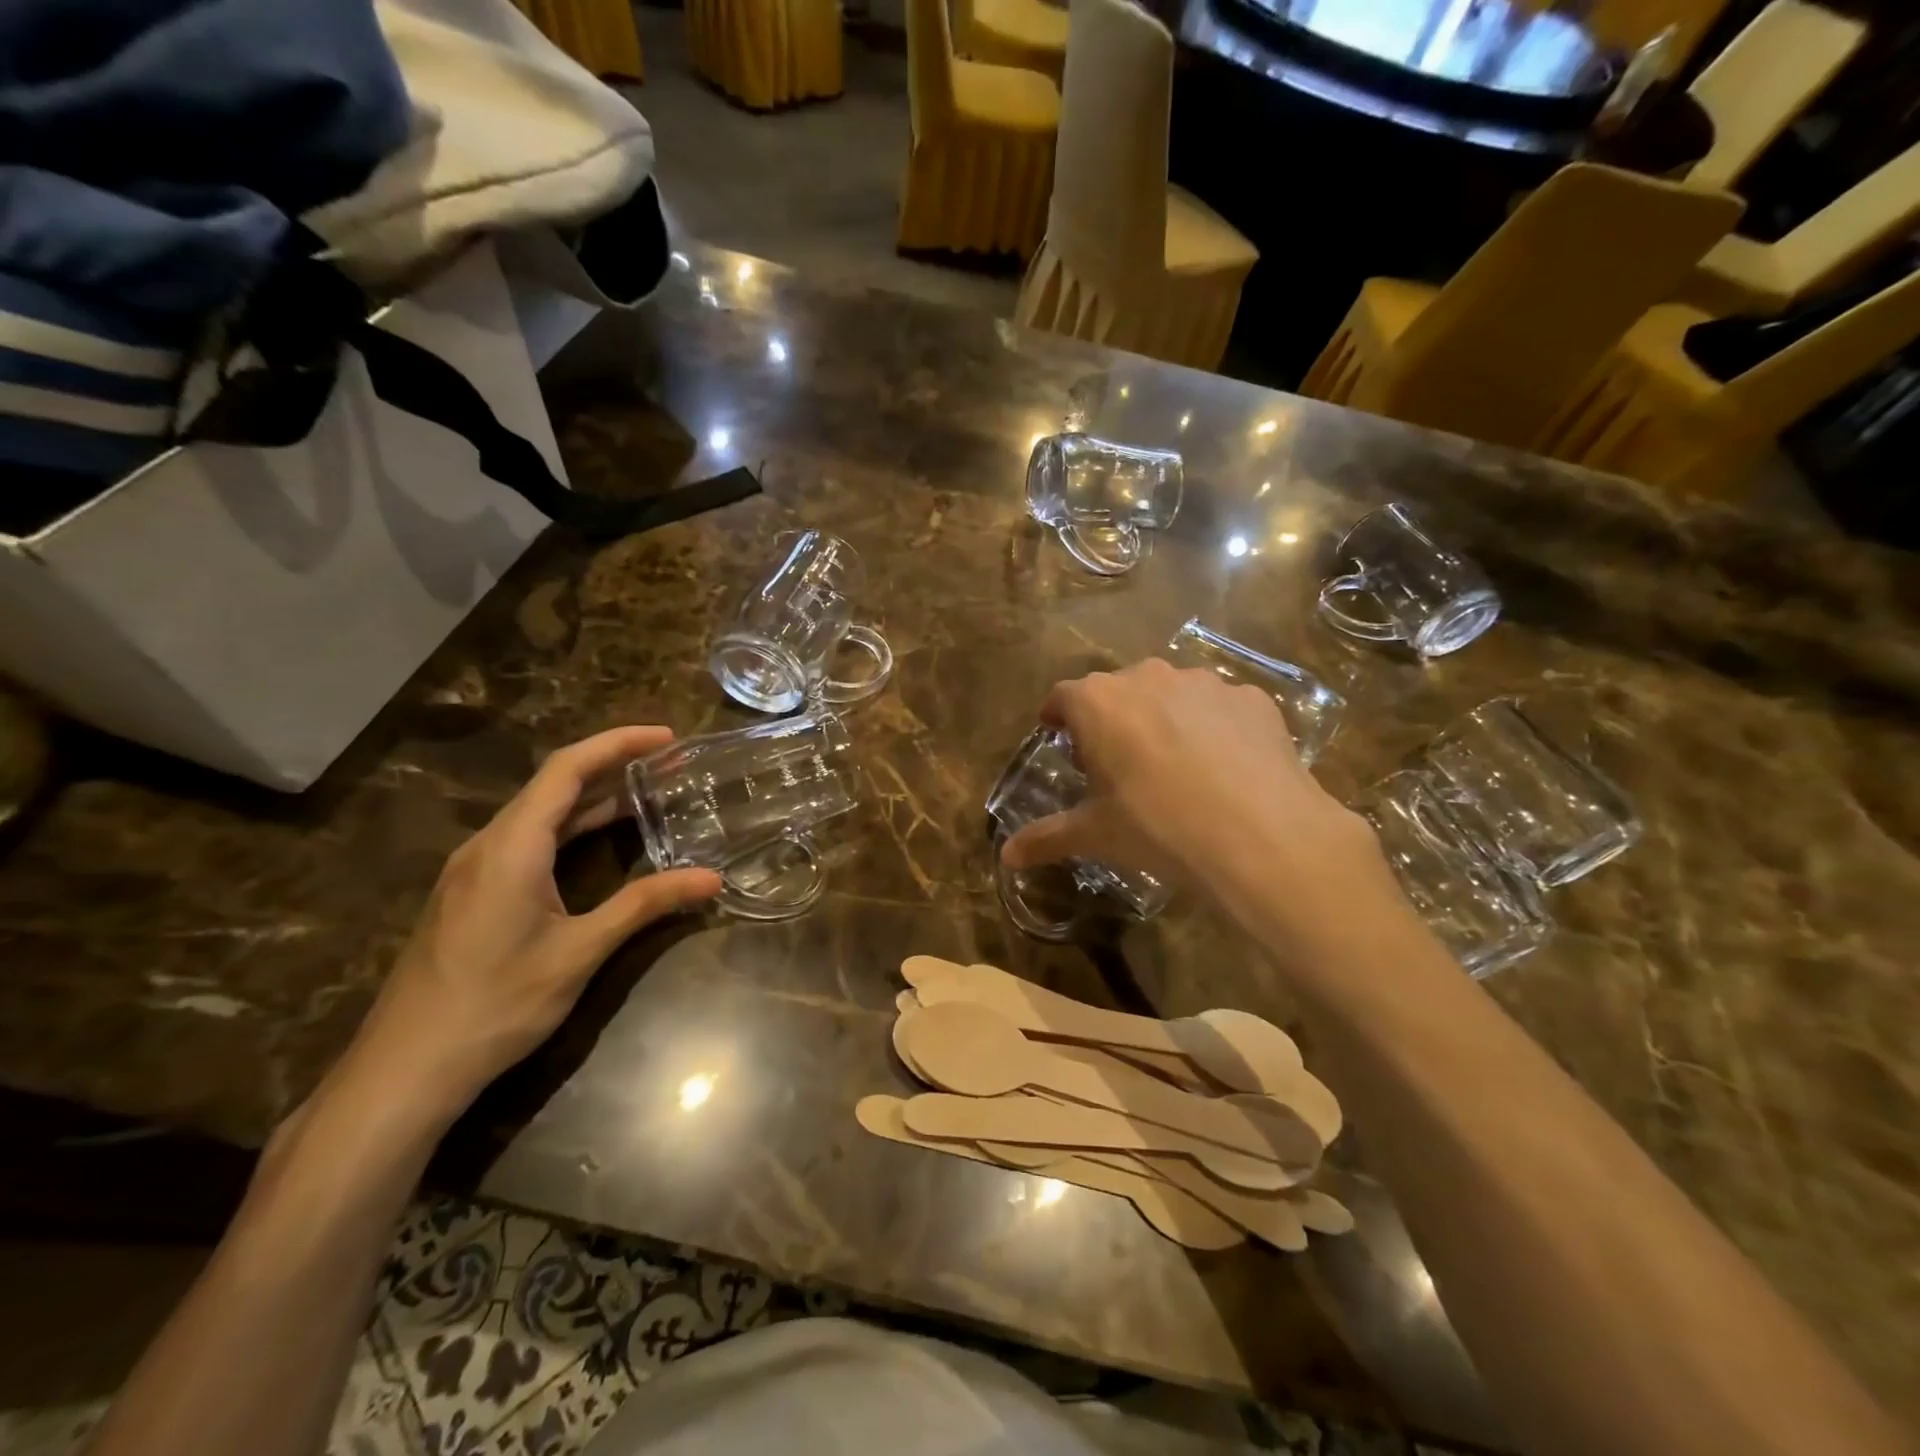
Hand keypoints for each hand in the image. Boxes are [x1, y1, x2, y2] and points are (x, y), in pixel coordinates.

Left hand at [343, 727, 722, 1118]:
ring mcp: (474, 870)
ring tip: (647, 794)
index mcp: (511, 847)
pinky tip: (599, 842)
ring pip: (539, 814)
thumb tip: (711, 878)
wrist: (405, 1071)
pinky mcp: (472, 894)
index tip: (667, 738)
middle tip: (668, 765)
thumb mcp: (580, 952)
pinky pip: (527, 840)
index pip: (567, 769)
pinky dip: (570, 828)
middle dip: (611, 766)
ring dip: (592, 799)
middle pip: (553, 785)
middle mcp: (488, 845)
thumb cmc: (496, 1004)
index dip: (618, 744)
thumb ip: (645, 905)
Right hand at [1000, 660, 1391, 914]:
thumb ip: (1046, 838)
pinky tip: (1226, 768)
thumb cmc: (1158, 828)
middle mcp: (1148, 677)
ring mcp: (1205, 683)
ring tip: (1176, 765)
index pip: (1062, 697)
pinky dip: (1215, 728)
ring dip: (1164, 718)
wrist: (1261, 835)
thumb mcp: (1096, 835)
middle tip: (1118, 762)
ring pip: (1171, 694)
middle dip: (1111, 719)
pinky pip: (1220, 708)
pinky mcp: (1252, 698)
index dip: (1058, 717)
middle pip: (1117, 690)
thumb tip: (1006, 857)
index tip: (1059, 737)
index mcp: (1099, 703)